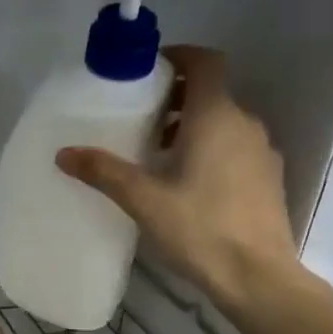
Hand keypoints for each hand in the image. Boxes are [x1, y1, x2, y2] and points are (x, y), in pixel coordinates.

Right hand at [55, 45, 310, 310]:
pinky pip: (236, 148)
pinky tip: (189, 184)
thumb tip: (64, 154)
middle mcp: (245, 124)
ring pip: (225, 122)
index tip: (150, 71)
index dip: (179, 57)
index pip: (205, 62)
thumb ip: (103, 171)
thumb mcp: (143, 199)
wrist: (257, 276)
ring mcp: (262, 152)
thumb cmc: (199, 228)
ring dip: (194, 127)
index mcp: (216, 116)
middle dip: (177, 99)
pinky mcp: (268, 179)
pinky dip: (212, 150)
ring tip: (160, 155)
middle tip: (143, 120)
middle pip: (211, 93)